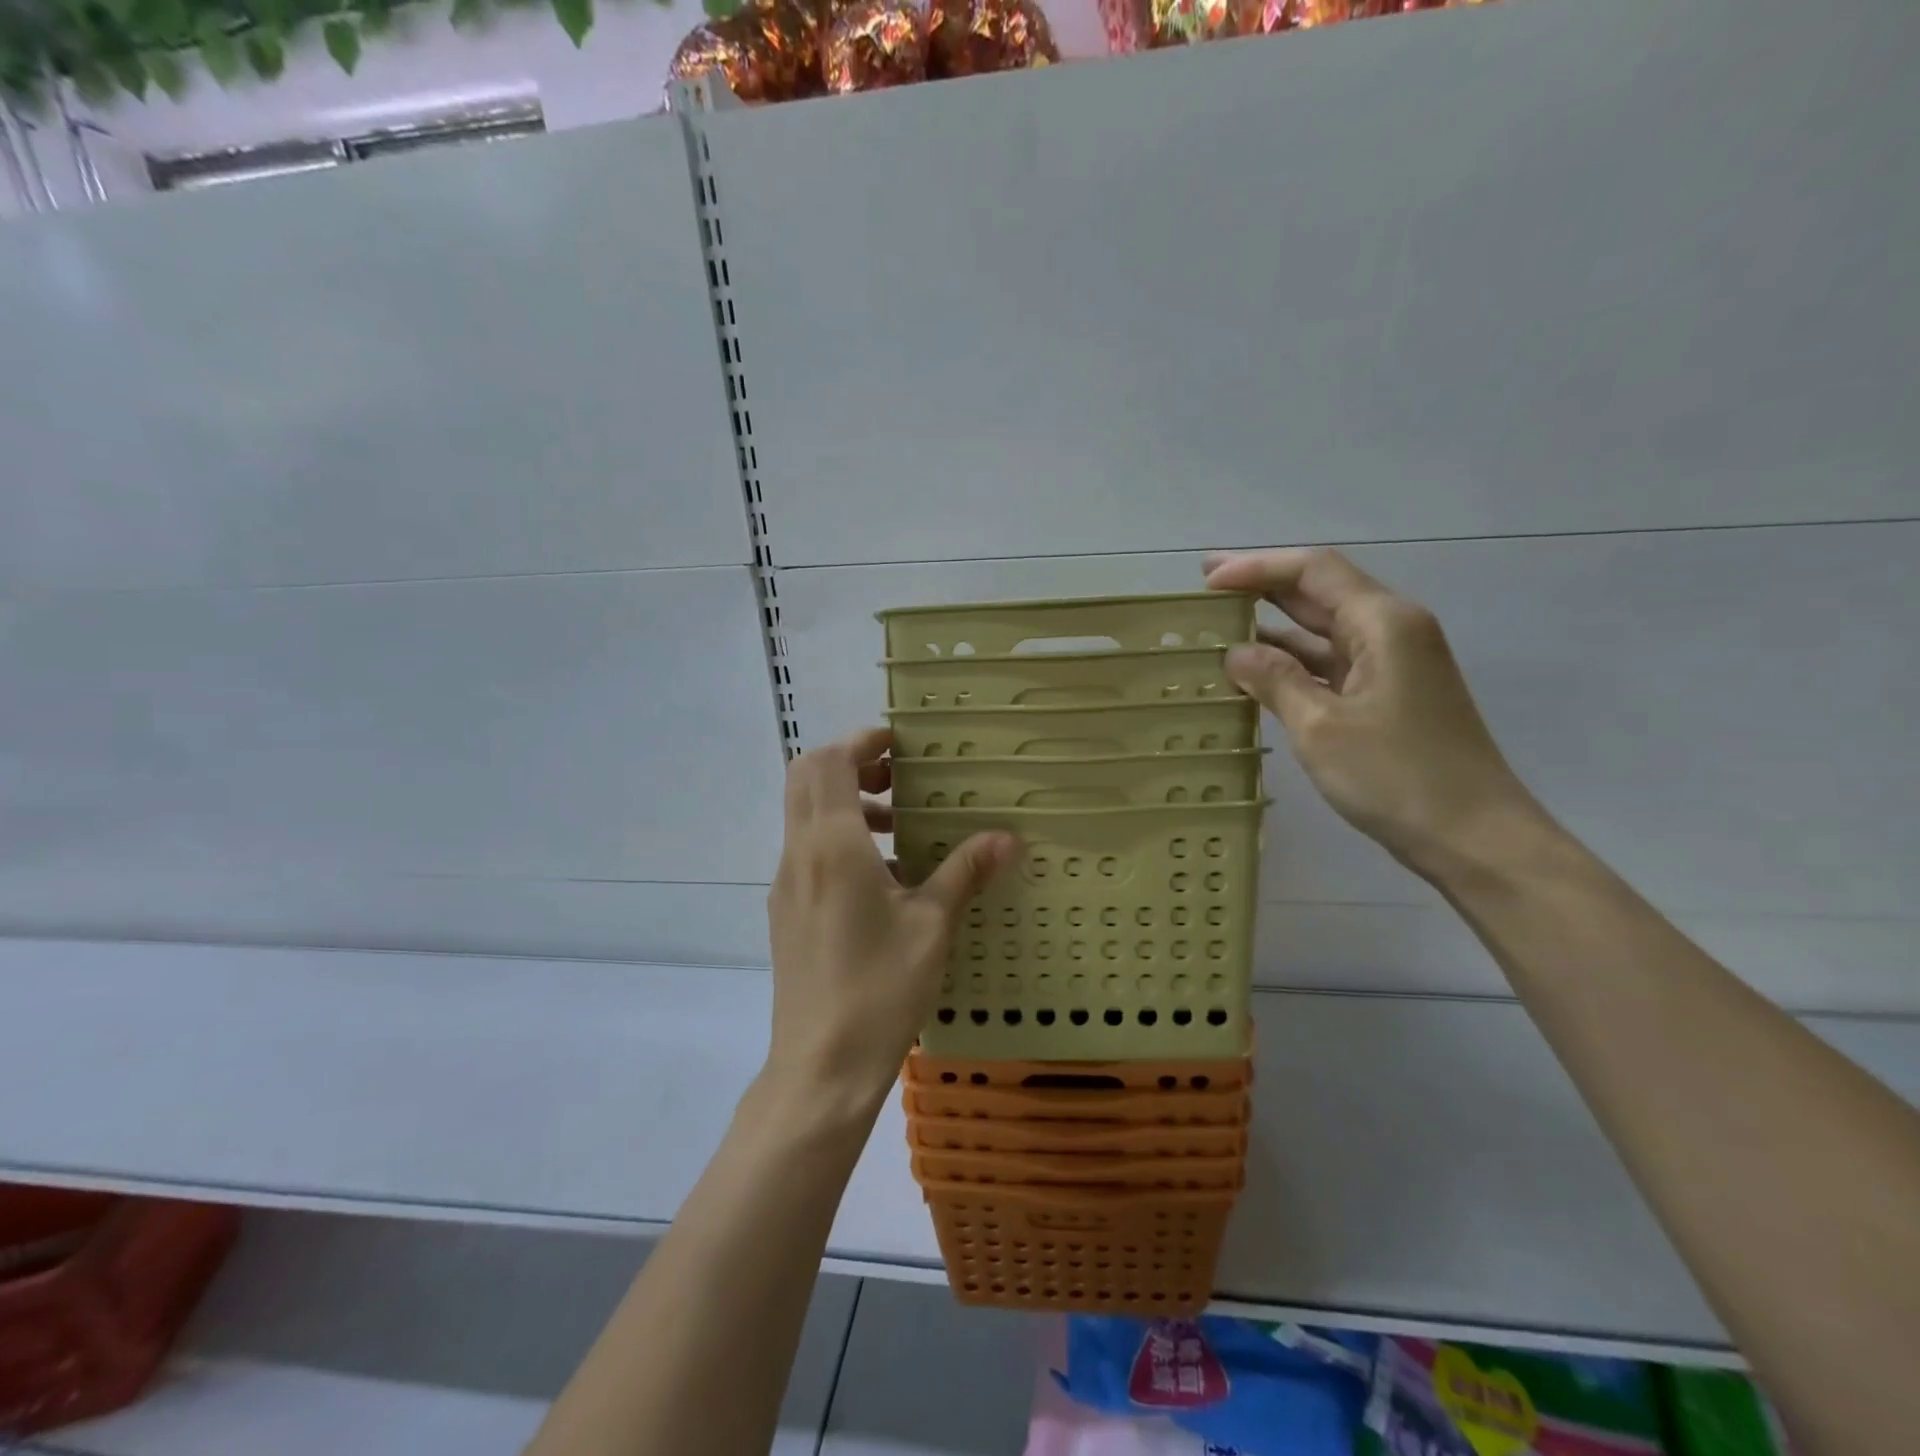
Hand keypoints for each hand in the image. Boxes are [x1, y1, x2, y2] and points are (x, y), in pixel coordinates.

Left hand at [764, 727, 1015, 1120]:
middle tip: (898, 779)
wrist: (820, 1067)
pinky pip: (807, 852)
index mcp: (832, 846)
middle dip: (849, 765)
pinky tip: (882, 879)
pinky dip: (838, 839)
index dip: (861, 742)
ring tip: (899, 829)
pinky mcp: (785, 913)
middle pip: (806, 779)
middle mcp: (799, 855)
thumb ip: (964, 872)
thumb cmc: (880, 988)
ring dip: (845, 804)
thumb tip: (1006, 837)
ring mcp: (786, 885)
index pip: (829, 763)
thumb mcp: (932, 926)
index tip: (899, 745)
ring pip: (804, 816)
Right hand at [1203, 547, 1541, 878]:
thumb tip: (1236, 652)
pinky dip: (1291, 661)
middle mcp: (1391, 631)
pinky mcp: (1387, 695)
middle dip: (1262, 585)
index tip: (1207, 579)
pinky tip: (1255, 670)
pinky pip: (1330, 664)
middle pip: (1319, 591)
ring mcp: (1392, 664)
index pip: (1312, 571)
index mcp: (1383, 623)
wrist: (1474, 837)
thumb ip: (1275, 679)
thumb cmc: (1397, 777)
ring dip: (1273, 624)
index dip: (1256, 567)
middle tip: (1206, 587)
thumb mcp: (1320, 727)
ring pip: (1322, 629)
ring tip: (1219, 625)